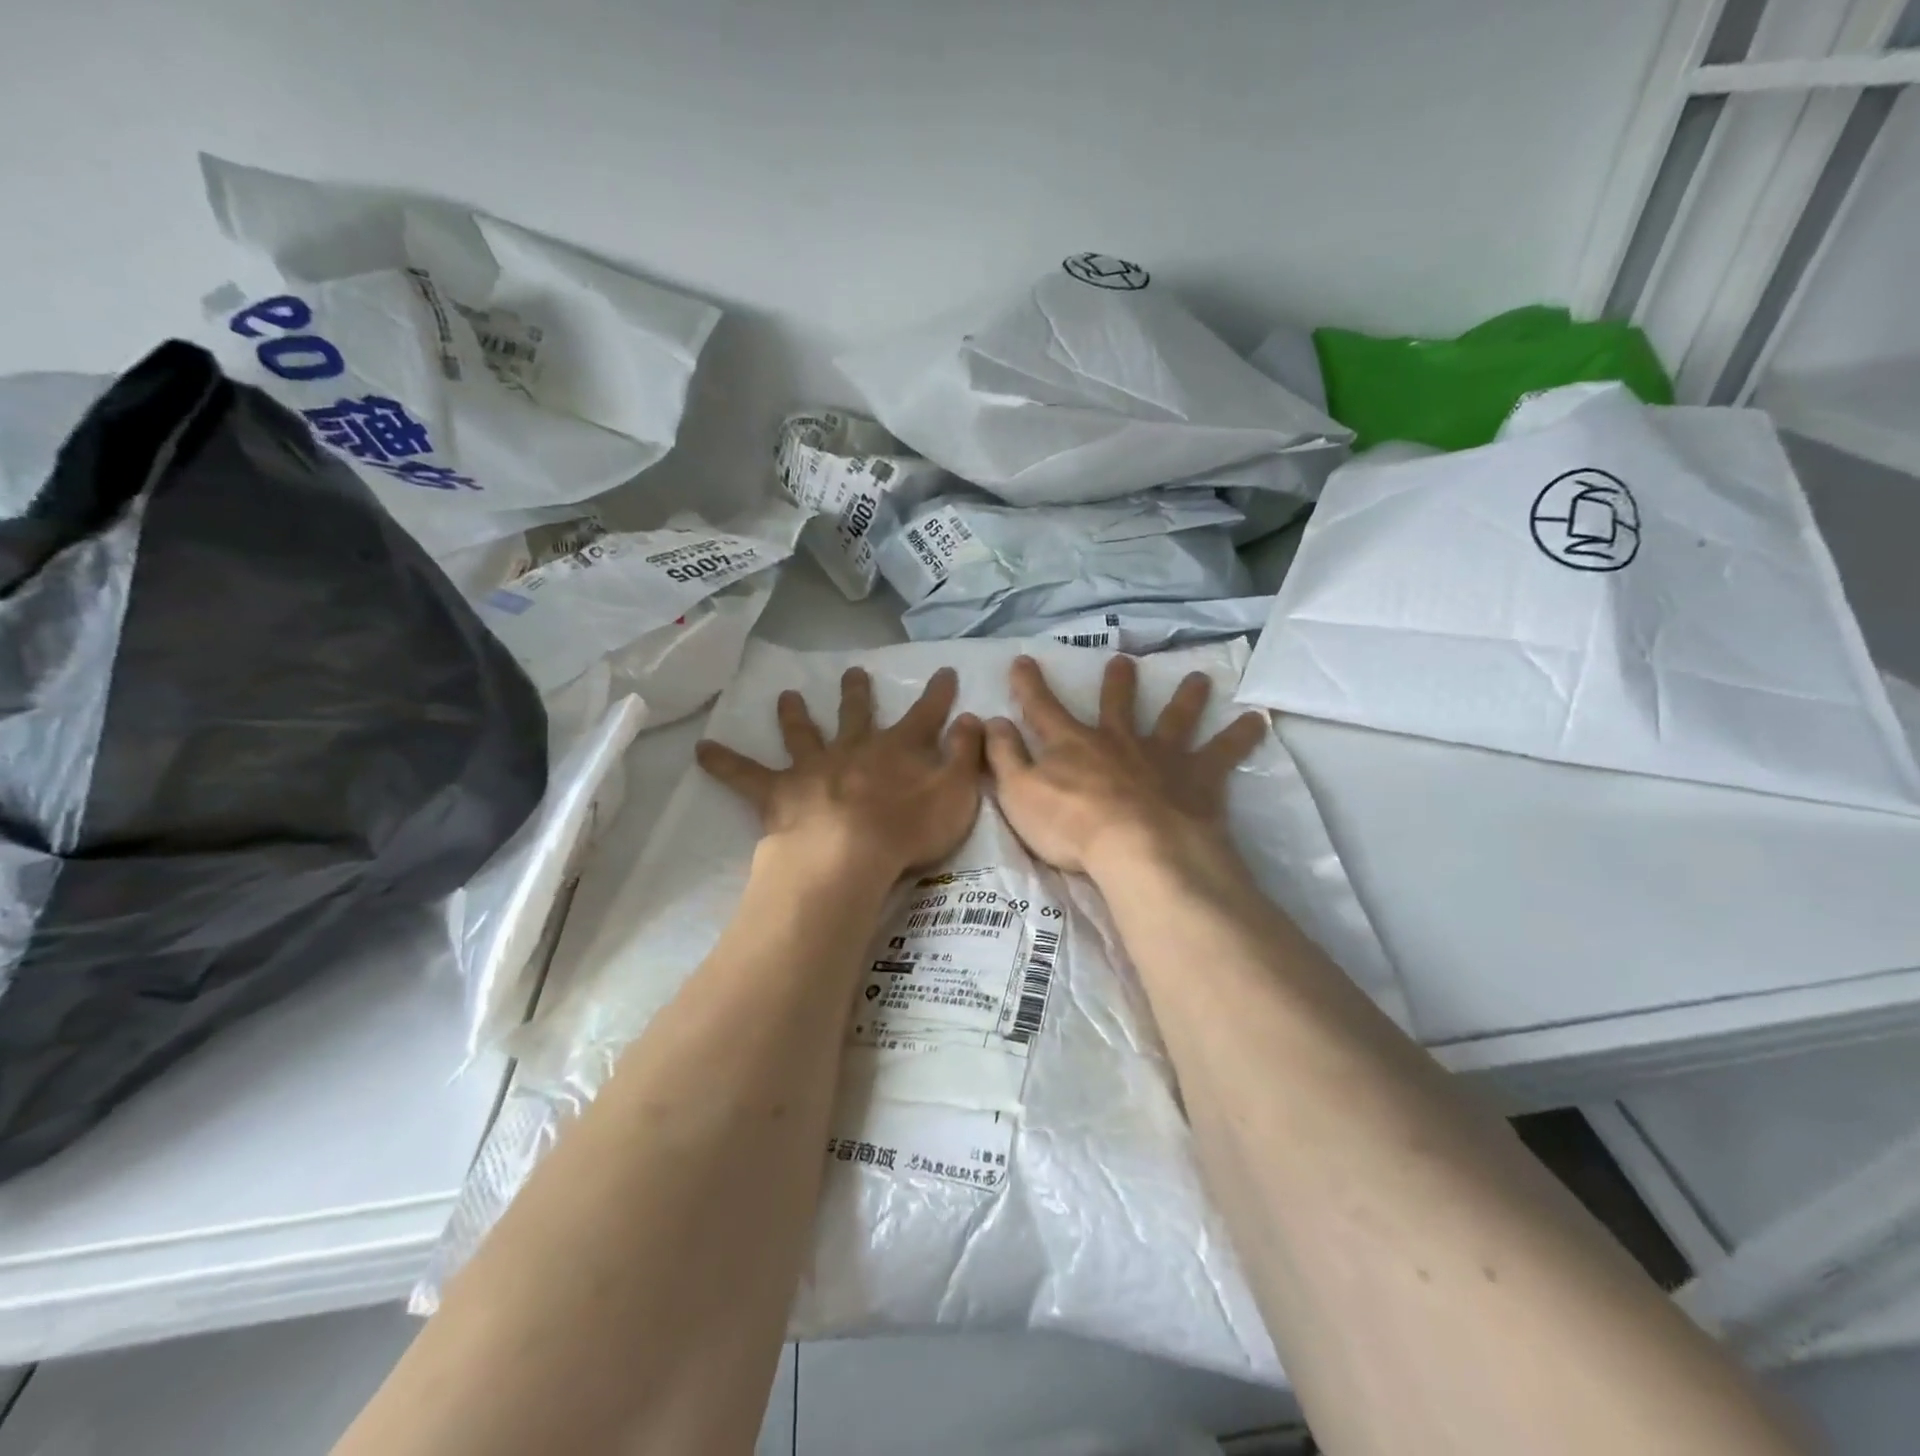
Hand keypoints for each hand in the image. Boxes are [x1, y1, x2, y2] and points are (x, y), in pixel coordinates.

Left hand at [697, 666, 984, 880]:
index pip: (926, 714)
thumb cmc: (908, 830)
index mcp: (898, 749)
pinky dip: (724, 762)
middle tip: (853, 672)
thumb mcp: (956, 793)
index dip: (937, 694)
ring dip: (795, 714)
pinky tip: (700, 750)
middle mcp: (854, 748)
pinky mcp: (779, 792)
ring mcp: (813, 767)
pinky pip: (745, 775)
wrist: (848, 855)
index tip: (944, 671)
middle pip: (857, 714)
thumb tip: (973, 718)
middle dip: (857, 692)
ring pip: (803, 733)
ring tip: (786, 694)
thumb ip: (965, 755)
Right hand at [985, 655, 1268, 882]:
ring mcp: (1161, 756)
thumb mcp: (1018, 792)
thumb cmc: (1071, 826)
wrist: (1137, 849)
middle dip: (1117, 683)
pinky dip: (1241, 736)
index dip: (1029, 684)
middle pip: (1117, 705)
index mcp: (1072, 744)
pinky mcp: (1197, 778)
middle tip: (1123, 662)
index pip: (1042, 707)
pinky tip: (1259, 720)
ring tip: (1199, 679)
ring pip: (1174, 718)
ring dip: (1185, 698)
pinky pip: (1224, 752)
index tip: (1023, 660)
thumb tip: (991, 722)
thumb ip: (1003, 756)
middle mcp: (1118, 740)